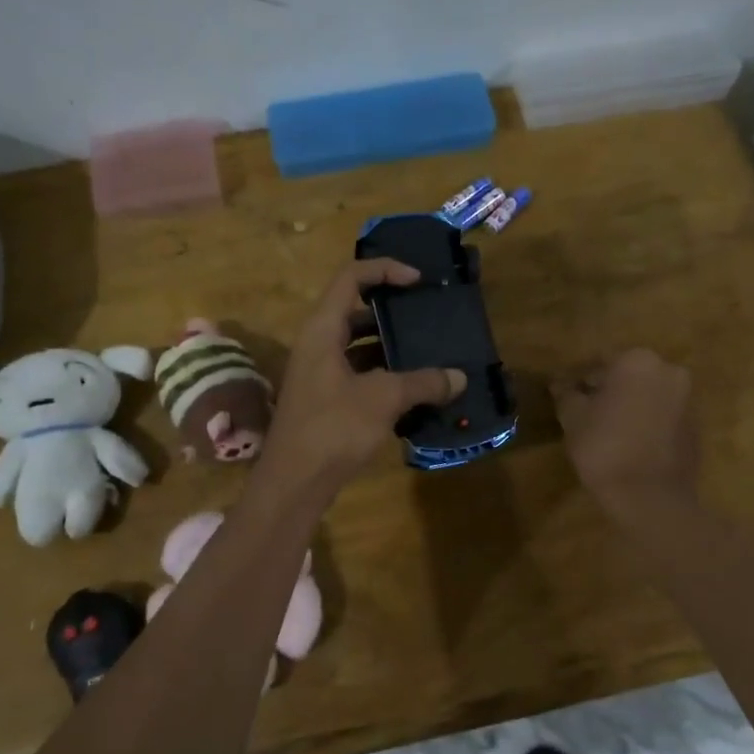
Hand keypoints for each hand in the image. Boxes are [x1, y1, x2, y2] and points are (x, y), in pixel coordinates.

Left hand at [257, 260, 466, 500]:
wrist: (293, 483)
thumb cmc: (333, 428)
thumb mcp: (383, 399)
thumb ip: (423, 383)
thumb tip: (459, 378)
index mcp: (322, 330)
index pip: (351, 278)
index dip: (385, 270)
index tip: (418, 281)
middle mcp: (316, 345)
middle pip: (355, 311)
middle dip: (392, 311)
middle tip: (427, 317)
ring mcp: (318, 374)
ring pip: (357, 346)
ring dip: (390, 348)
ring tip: (428, 353)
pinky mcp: (324, 401)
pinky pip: (357, 374)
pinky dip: (384, 376)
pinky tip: (413, 391)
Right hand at [552, 350, 699, 514]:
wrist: (650, 497)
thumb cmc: (604, 447)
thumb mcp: (572, 418)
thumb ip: (566, 394)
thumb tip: (561, 383)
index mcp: (637, 361)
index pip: (600, 362)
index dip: (580, 379)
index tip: (567, 397)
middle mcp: (668, 371)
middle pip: (628, 375)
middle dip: (608, 390)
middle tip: (586, 412)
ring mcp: (687, 399)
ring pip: (648, 395)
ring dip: (630, 405)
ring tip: (607, 430)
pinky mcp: (696, 427)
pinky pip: (664, 416)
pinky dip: (647, 422)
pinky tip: (630, 443)